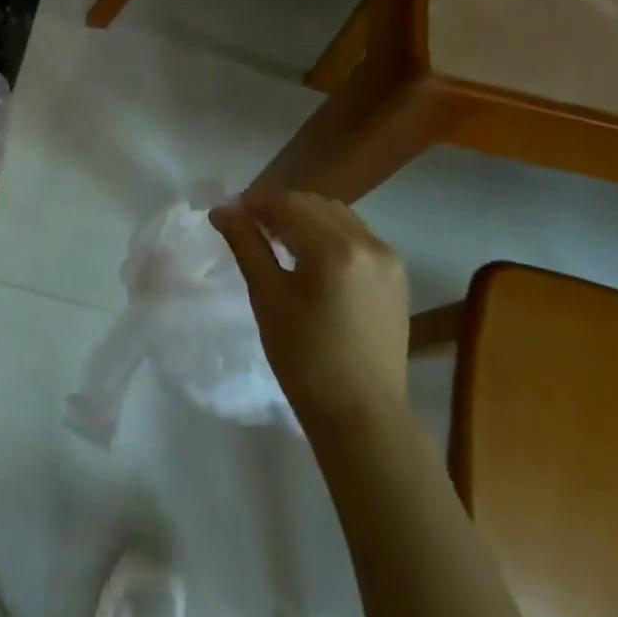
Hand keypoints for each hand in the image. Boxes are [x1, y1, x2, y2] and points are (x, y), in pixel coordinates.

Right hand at [209, 190, 409, 425]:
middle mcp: (369, 243)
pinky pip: (355, 235)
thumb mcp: (267, 297)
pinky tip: (307, 254)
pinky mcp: (395, 275)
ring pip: (336, 216)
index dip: (253, 202)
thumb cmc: (304, 358)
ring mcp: (388, 258)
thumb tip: (222, 210)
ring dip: (303, 217)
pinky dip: (327, 233)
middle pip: (314, 204)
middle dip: (277, 207)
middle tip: (245, 225)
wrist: (361, 414)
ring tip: (274, 238)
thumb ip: (246, 245)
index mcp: (336, 249)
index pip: (287, 204)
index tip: (226, 212)